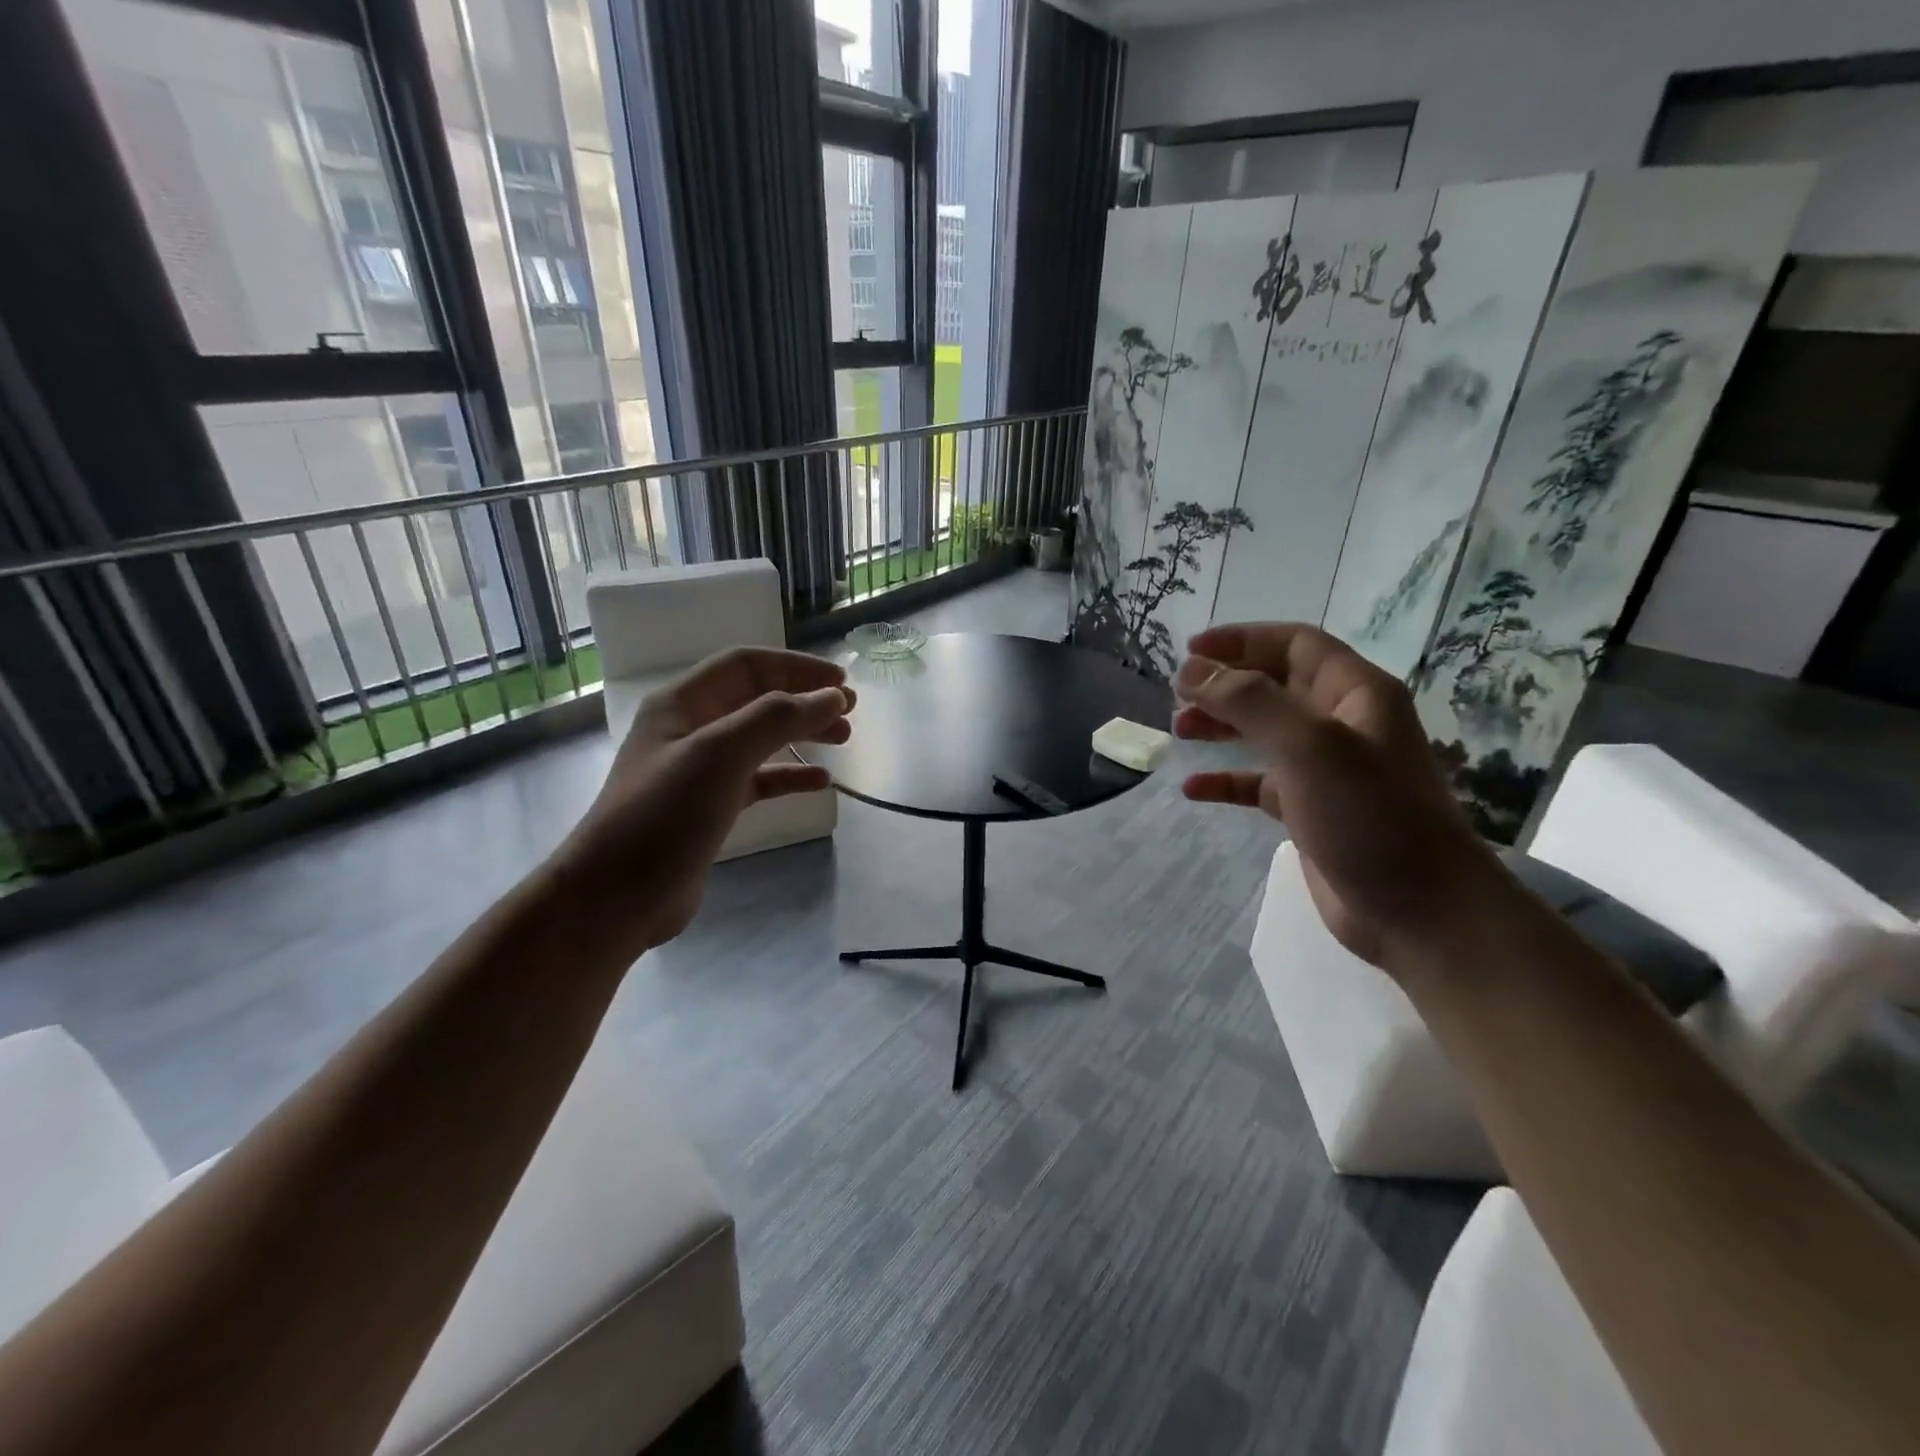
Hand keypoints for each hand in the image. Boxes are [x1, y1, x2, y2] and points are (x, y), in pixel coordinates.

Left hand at [550, 647, 853, 961]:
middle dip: (804, 699)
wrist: (616, 897)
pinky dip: (790, 775)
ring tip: (844, 738)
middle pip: (757, 698)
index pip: (747, 665)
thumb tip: (831, 696)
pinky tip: (820, 782)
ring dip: (803, 732)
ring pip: (761, 738)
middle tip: (850, 711)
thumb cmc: (664, 814)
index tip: (841, 683)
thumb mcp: (720, 755)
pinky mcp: (711, 806)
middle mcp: (690, 728)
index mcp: (682, 703)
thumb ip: (777, 718)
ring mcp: (700, 769)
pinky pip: (759, 779)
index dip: (796, 667)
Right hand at [1174, 623, 1504, 974]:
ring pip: (1264, 732)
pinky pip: (1259, 783)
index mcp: (1356, 693)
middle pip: (1274, 685)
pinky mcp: (1309, 810)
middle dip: (1225, 684)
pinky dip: (1227, 780)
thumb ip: (1249, 701)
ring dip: (1222, 726)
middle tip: (1178, 694)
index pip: (1295, 644)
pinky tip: (1193, 788)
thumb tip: (1192, 670)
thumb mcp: (1309, 746)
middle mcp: (1342, 723)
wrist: (1419, 911)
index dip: (1242, 640)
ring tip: (1180, 730)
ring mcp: (1326, 769)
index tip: (1190, 651)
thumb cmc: (1370, 815)